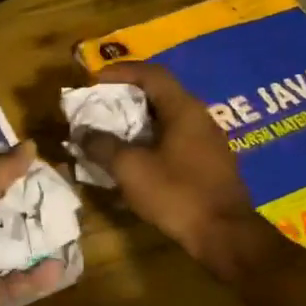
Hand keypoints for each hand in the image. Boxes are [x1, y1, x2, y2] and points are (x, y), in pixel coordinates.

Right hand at [77, 61, 257, 262]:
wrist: (224, 234)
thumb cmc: (177, 193)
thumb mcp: (131, 169)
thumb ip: (103, 146)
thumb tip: (82, 133)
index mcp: (184, 109)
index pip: (152, 74)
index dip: (121, 72)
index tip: (94, 80)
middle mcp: (200, 118)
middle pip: (160, 95)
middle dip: (126, 99)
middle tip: (99, 108)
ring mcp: (208, 142)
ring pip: (167, 121)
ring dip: (137, 124)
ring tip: (111, 135)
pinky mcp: (209, 165)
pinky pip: (175, 142)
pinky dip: (151, 143)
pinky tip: (136, 162)